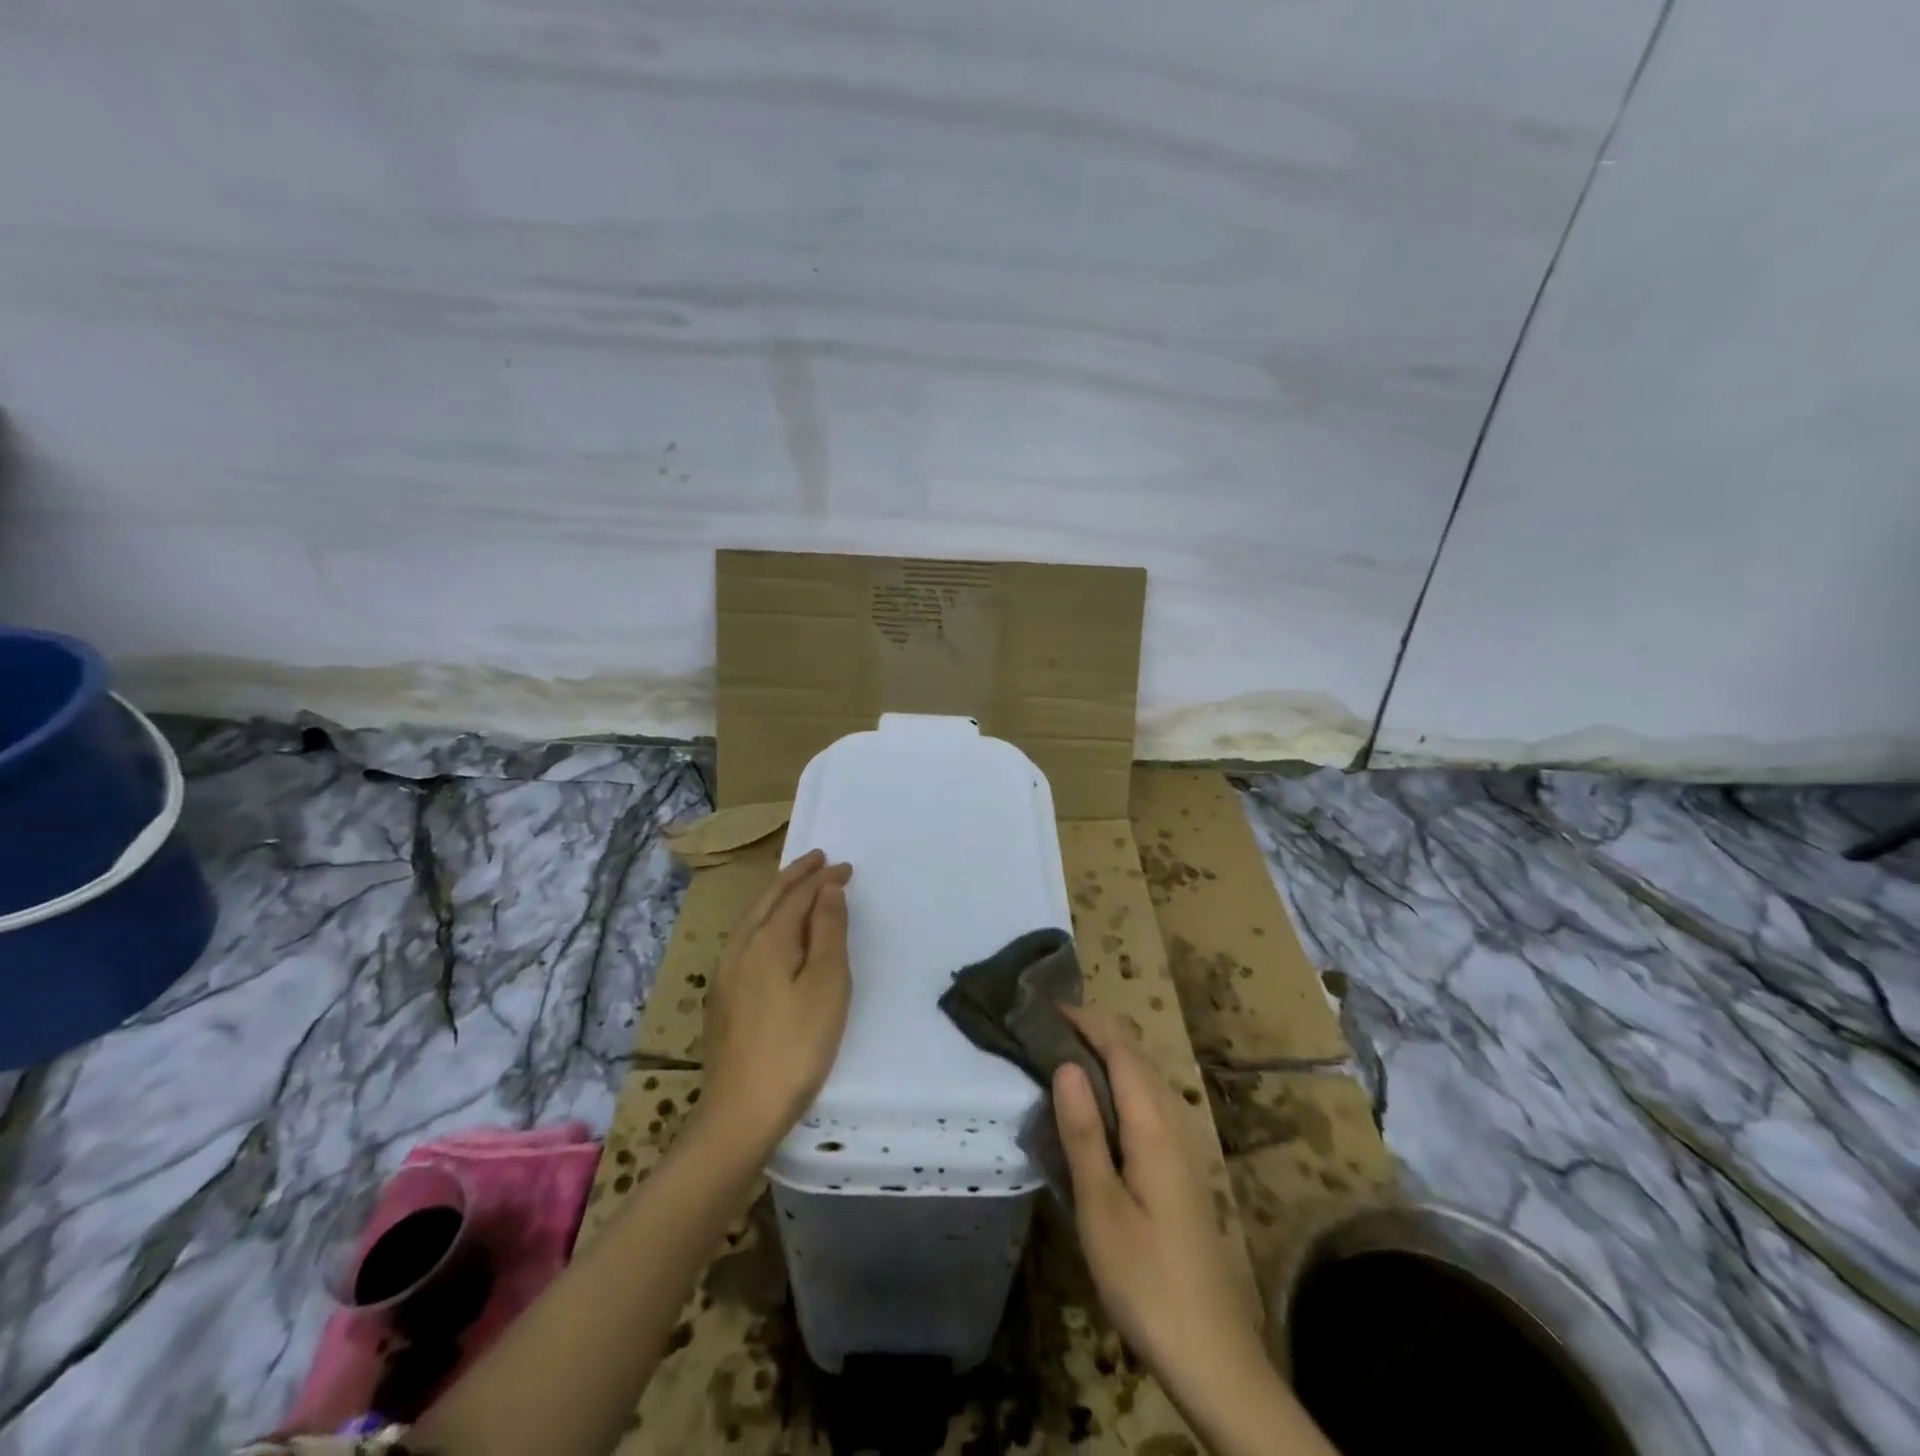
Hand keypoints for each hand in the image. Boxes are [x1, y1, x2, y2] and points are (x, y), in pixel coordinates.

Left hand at [700, 849, 852, 1153]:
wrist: (741, 1111)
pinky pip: (746, 936)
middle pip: (768, 898)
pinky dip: (764, 917)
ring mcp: (726, 972)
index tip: (846, 867)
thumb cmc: (797, 1045)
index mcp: (767, 940)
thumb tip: (828, 888)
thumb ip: (827, 931)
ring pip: (752, 916)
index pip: (798, 895)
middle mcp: (741, 947)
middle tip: (817, 859)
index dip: (823, 878)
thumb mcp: (826, 985)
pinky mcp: (723, 995)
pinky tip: (770, 930)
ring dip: (777, 894)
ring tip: (795, 884)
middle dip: (794, 876)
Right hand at [1053, 1007, 1268, 1408]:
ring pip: (1143, 1078)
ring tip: (1058, 1060)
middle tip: (1042, 1032)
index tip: (1044, 1008)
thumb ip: (1083, 1132)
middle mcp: (1175, 1121)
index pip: (1121, 1048)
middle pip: (1135, 1056)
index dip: (1086, 1020)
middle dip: (1093, 1032)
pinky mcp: (1180, 1166)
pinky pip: (1147, 1103)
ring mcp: (1183, 1144)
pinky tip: (1092, 1110)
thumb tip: (1065, 1063)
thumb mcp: (1101, 1208)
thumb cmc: (1147, 1280)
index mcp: (1155, 1125)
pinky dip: (1117, 1086)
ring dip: (1105, 1057)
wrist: (1211, 1353)